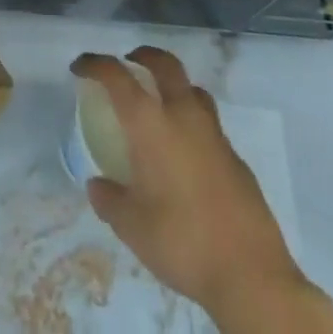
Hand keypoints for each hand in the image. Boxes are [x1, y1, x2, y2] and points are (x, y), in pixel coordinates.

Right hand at [71, 47, 332, 333]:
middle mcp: (183, 116)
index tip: (80, 68)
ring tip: (160, 106)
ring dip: (173, 86)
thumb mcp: (131, 227)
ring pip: (193, 90)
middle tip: (129, 64)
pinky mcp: (237, 160)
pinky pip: (209, 126)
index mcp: (150, 123)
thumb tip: (98, 184)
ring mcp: (215, 135)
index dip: (94, 64)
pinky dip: (193, 124)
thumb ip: (109, 199)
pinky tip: (187, 155)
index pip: (116, 75)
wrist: (253, 277)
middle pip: (164, 64)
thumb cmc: (183, 242)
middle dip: (143, 56)